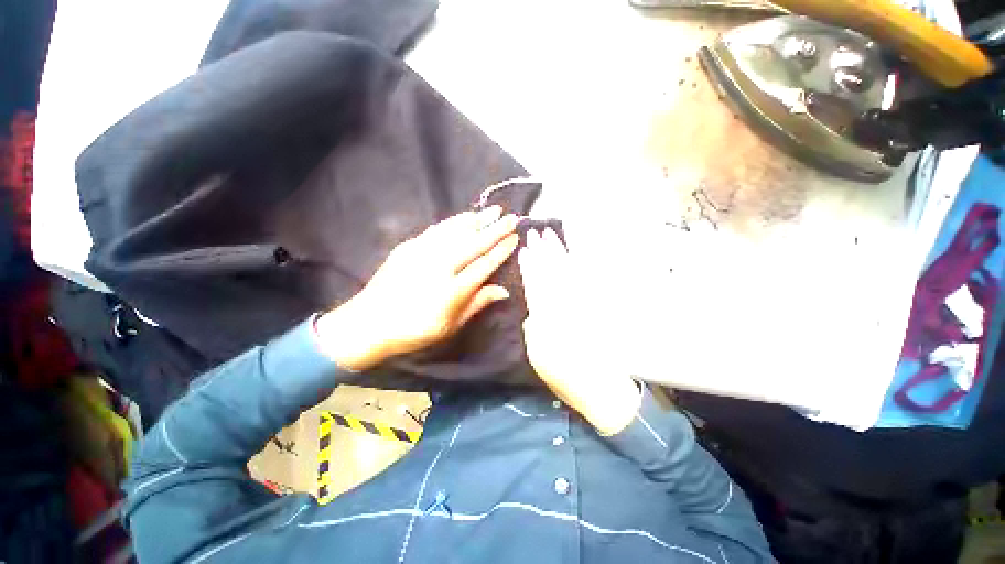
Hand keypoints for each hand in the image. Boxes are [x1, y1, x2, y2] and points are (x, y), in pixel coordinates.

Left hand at [316, 207, 519, 371]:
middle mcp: (440, 268)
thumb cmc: (415, 330)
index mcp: (453, 291)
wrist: (369, 323)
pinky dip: (454, 221)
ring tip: (494, 210)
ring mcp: (423, 254)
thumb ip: (477, 304)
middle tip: (512, 218)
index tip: (514, 238)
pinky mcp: (409, 247)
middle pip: (474, 244)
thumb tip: (504, 290)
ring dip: (478, 220)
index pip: (484, 265)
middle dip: (496, 229)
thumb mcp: (451, 325)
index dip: (501, 251)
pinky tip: (466, 216)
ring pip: (456, 232)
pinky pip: (437, 230)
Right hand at [519, 228, 640, 435]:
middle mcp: (566, 303)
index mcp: (548, 317)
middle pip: (552, 271)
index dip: (529, 266)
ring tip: (551, 234)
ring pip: (569, 268)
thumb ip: (533, 329)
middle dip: (542, 251)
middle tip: (535, 232)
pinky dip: (581, 260)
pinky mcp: (599, 303)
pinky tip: (575, 251)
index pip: (536, 284)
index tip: (524, 250)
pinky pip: (589, 277)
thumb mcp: (538, 357)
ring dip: (559, 250)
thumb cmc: (567, 377)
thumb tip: (535, 310)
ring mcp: (585, 301)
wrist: (605, 388)